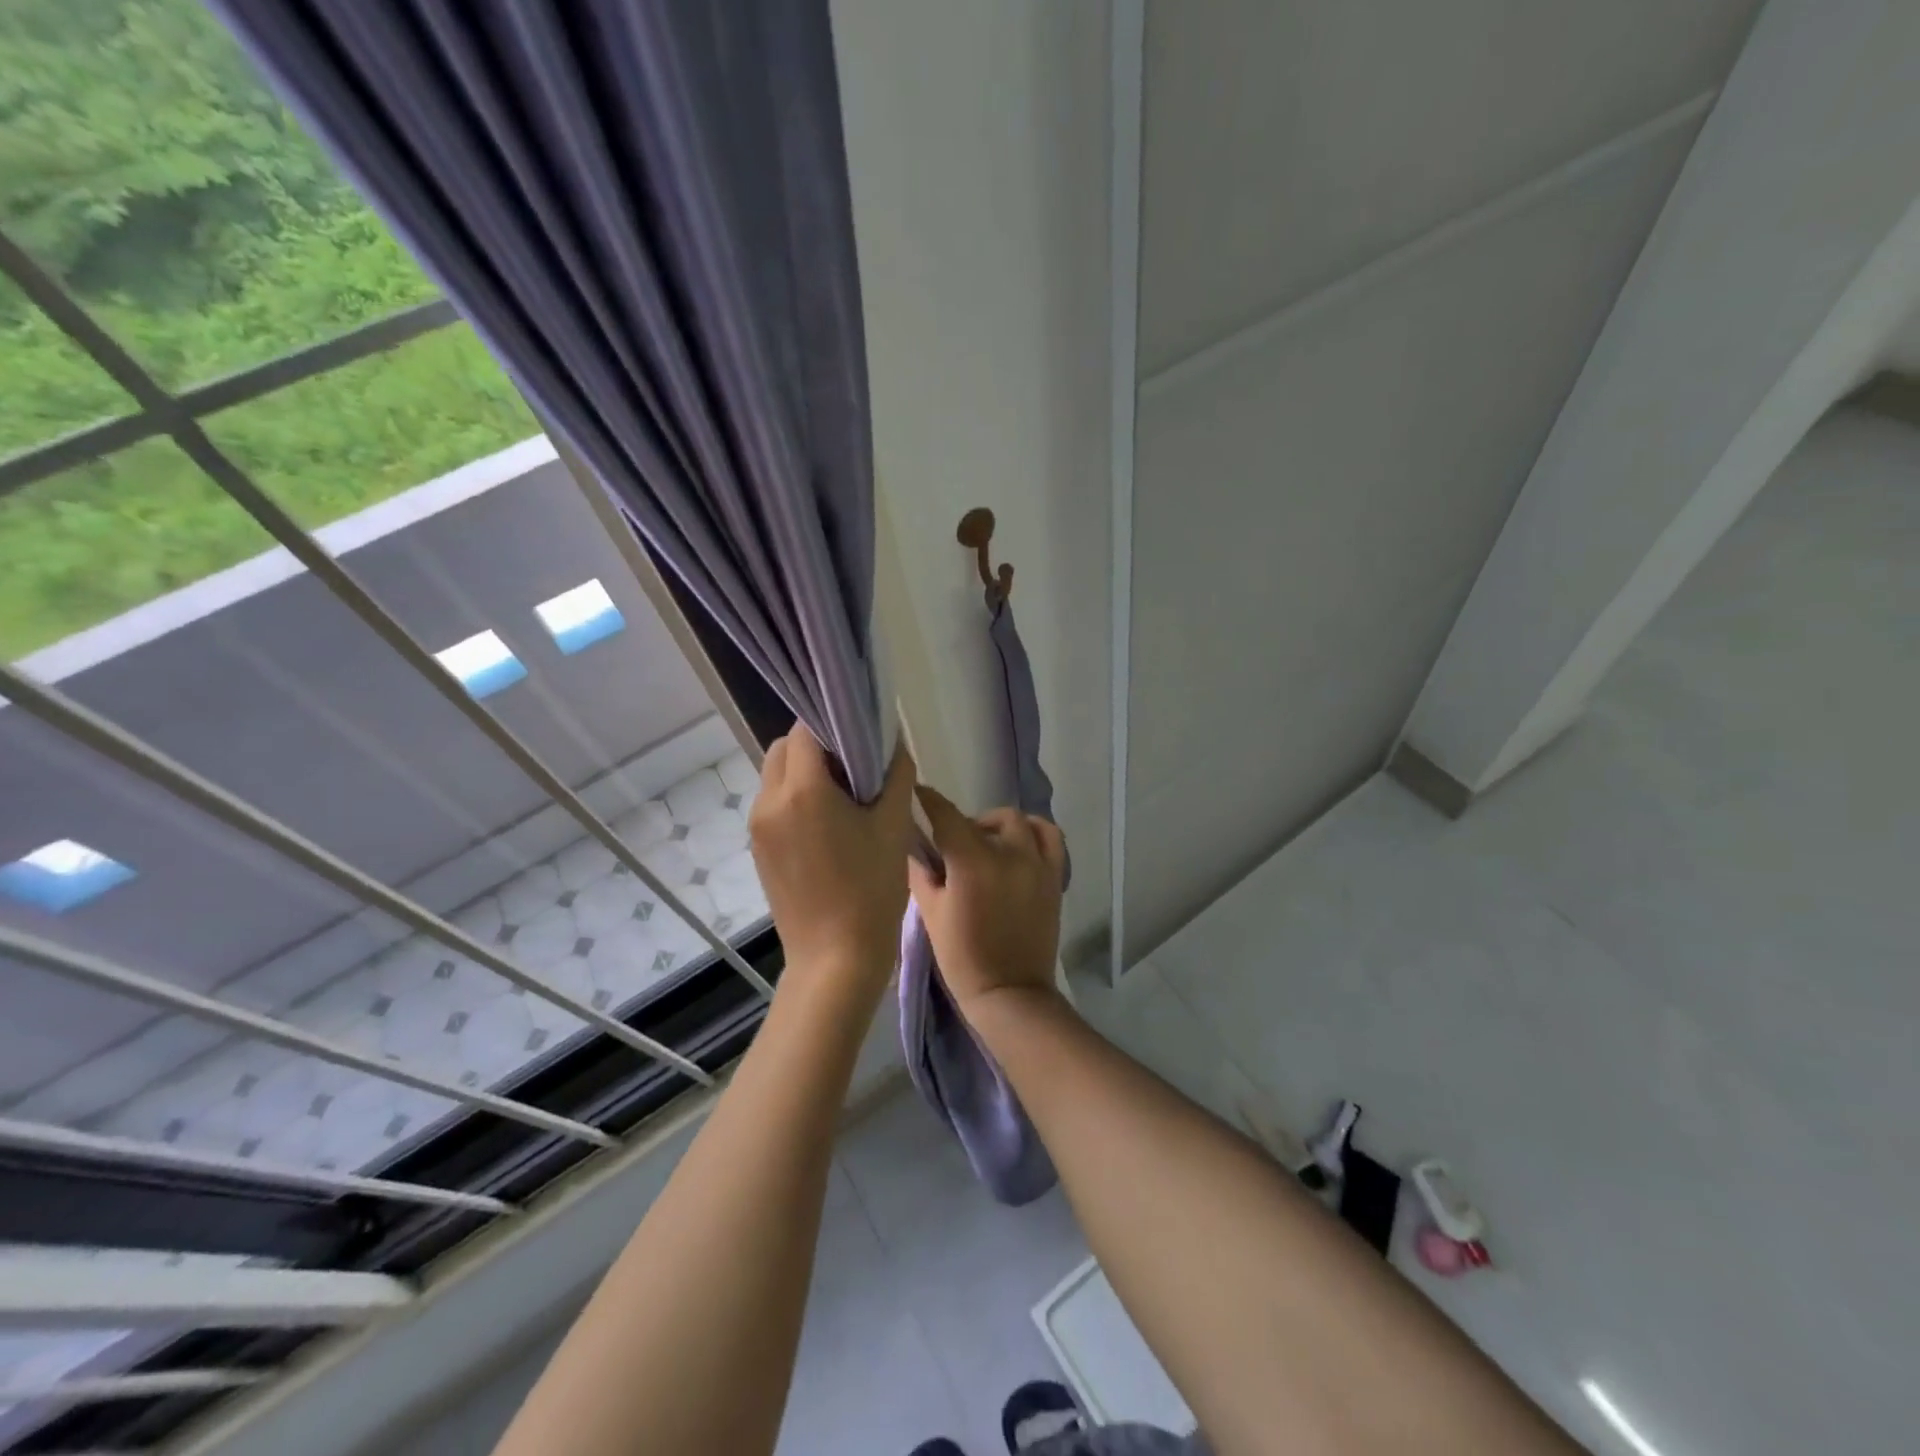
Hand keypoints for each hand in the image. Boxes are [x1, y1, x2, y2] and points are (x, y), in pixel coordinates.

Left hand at [749, 725, 916, 996]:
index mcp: (800, 791)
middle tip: (855, 767)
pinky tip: (828, 825)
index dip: (834, 725)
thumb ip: (895, 774)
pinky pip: (774, 805)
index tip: (862, 737)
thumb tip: (894, 743)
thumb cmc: (870, 890)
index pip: (806, 730)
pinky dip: (796, 799)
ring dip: (804, 773)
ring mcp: (758, 828)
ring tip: (844, 798)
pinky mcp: (758, 850)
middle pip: (784, 749)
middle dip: (816, 746)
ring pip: (776, 776)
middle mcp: (768, 802)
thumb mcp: (893, 826)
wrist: (835, 960)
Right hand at [907, 786, 1065, 1012]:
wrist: (1010, 993)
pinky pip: (1050, 837)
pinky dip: (1034, 832)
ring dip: (1000, 825)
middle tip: (952, 844)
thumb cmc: (962, 957)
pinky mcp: (1054, 877)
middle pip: (985, 819)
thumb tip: (913, 844)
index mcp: (972, 862)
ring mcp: (1036, 864)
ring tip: (988, 842)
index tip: (918, 793)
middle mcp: (1008, 854)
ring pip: (1019, 822)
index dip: (929, 800)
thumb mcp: (931, 913)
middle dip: (965, 823)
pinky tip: (1020, 845)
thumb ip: (921, 872)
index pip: (947, 815)